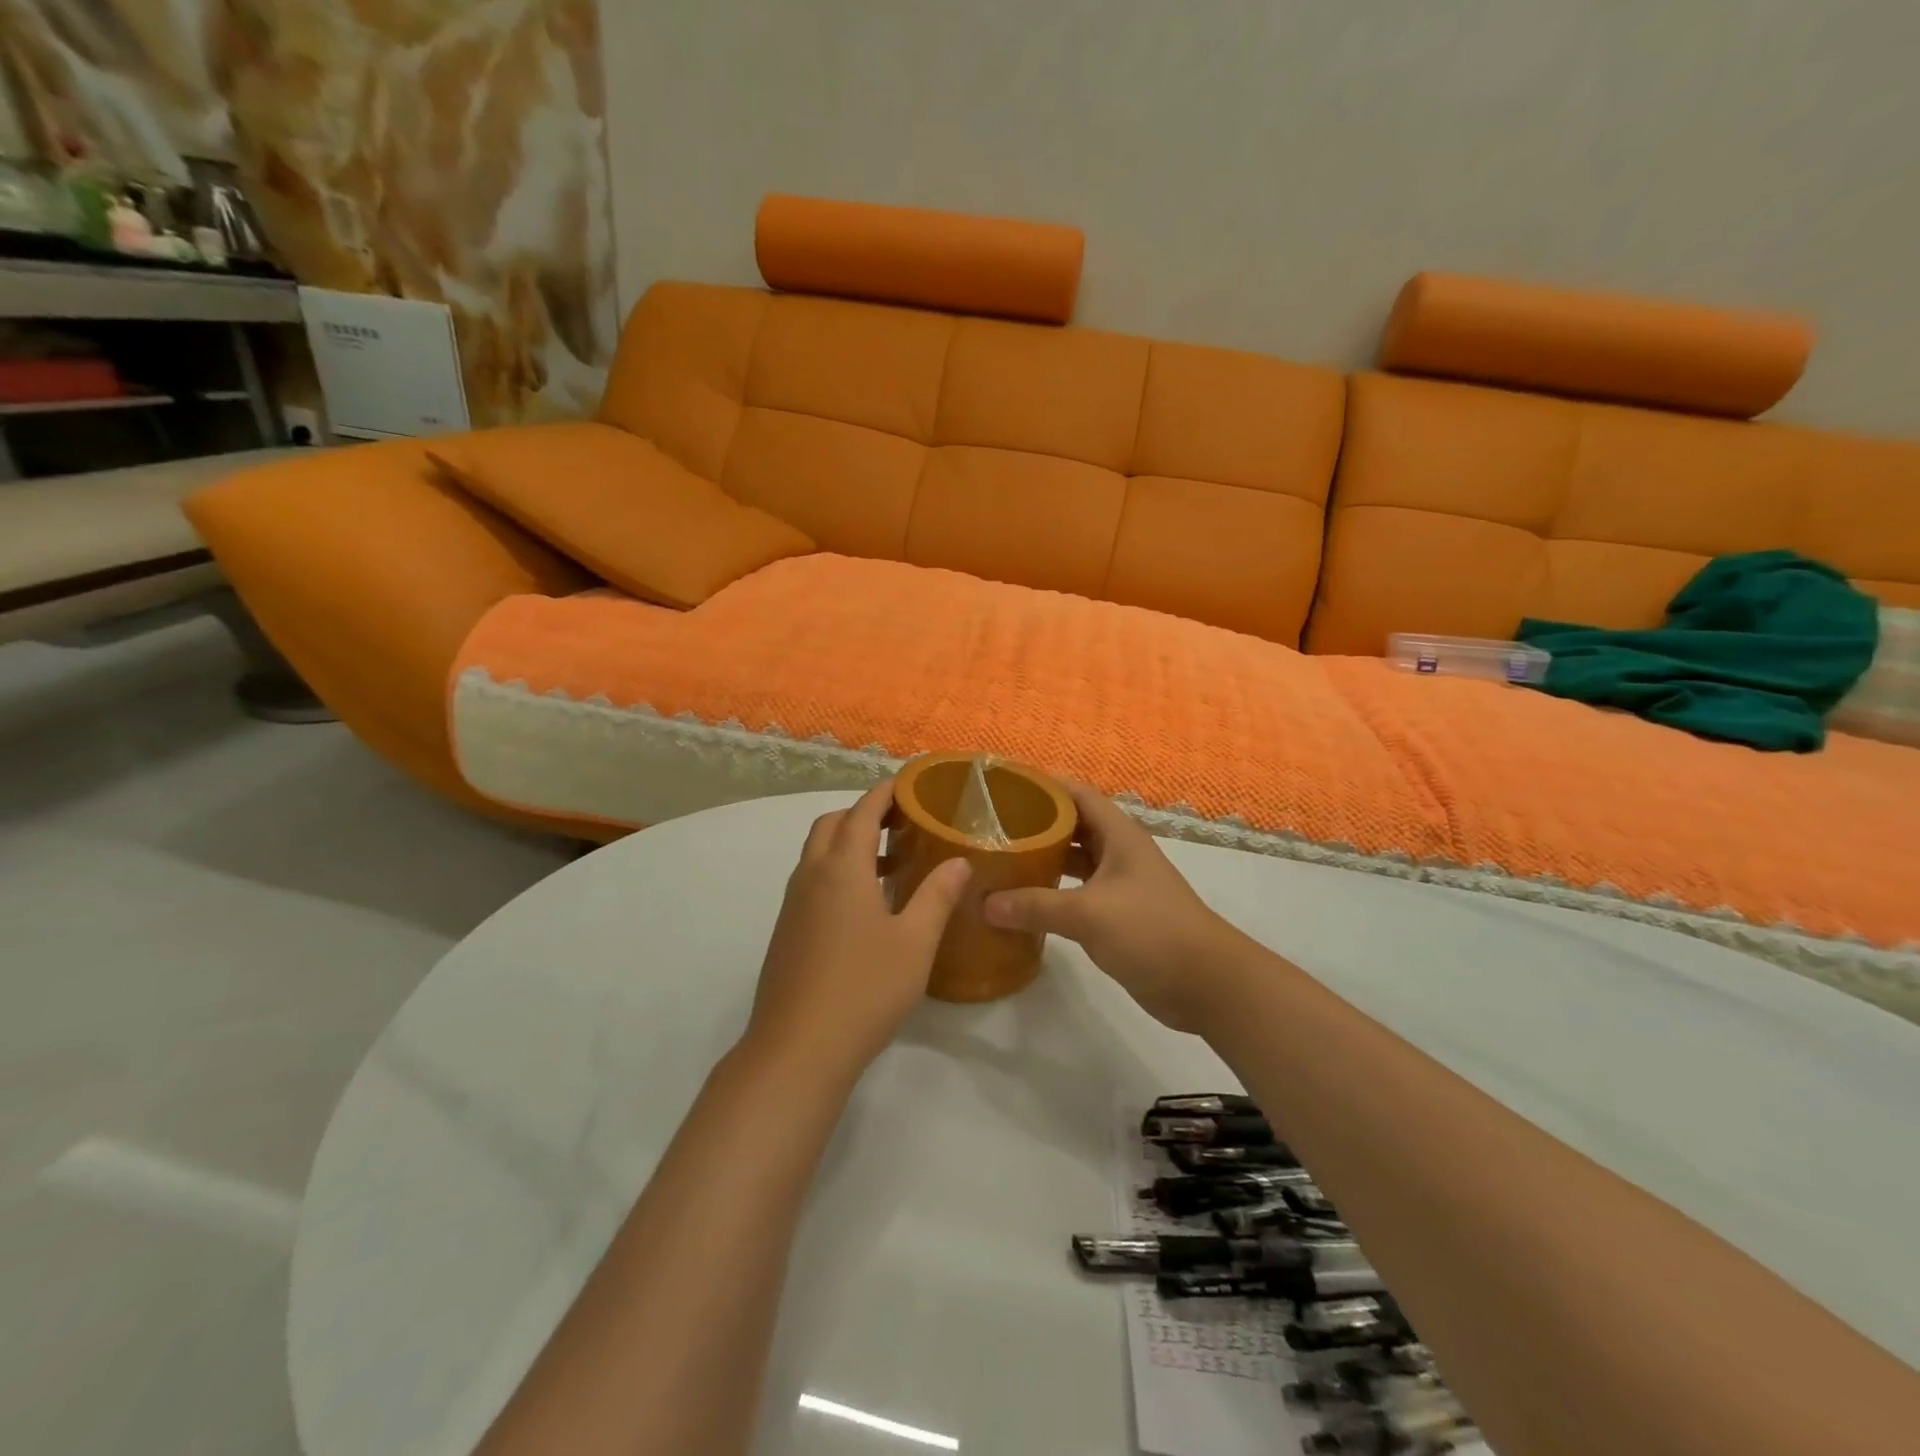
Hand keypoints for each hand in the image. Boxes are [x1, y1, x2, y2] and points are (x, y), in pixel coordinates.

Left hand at [744, 782, 971, 1077]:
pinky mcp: (787, 931)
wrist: (797, 1049)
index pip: (863, 811)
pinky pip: (813, 881)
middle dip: (864, 814)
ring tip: (893, 862)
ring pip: (818, 853)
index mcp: (842, 868)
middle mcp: (811, 875)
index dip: (886, 793)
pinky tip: (866, 906)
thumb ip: (937, 895)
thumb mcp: (915, 942)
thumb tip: (959, 861)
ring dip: (849, 844)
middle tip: (903, 822)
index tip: (910, 784)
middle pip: (833, 824)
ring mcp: (794, 904)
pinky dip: (838, 872)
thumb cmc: (864, 988)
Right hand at [983, 783, 1247, 1032]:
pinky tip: (1021, 901)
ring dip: (1042, 859)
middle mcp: (1118, 853)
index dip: (1044, 784)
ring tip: (999, 858)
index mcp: (1118, 835)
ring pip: (1073, 861)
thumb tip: (985, 903)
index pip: (1077, 794)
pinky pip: (1076, 893)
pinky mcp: (1116, 915)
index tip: (1004, 784)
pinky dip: (1050, 893)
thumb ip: (1036, 906)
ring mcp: (1118, 885)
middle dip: (1035, 822)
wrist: (1205, 983)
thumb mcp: (1089, 913)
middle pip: (1072, 826)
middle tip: (991, 825)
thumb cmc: (1150, 930)